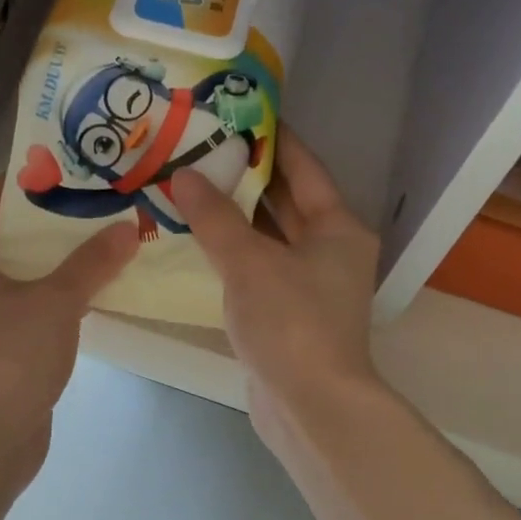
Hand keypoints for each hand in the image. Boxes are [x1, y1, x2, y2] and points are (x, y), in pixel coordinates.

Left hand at [0, 185, 137, 458]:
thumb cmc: (9, 357)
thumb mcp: (55, 302)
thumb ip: (91, 262)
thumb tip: (126, 228)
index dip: (32, 179)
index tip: (76, 166)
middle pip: (10, 234)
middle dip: (56, 219)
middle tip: (103, 200)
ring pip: (23, 271)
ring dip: (61, 258)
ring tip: (108, 235)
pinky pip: (29, 302)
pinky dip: (58, 292)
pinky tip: (98, 285)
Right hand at [171, 127, 381, 427]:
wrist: (310, 405)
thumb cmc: (291, 322)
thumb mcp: (249, 262)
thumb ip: (215, 217)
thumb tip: (183, 175)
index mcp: (337, 228)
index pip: (303, 168)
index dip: (273, 139)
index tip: (239, 115)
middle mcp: (329, 252)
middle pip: (285, 202)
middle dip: (246, 178)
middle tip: (201, 150)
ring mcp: (309, 286)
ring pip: (269, 239)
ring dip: (234, 218)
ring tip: (191, 188)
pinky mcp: (287, 316)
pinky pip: (257, 270)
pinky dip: (232, 255)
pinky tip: (197, 243)